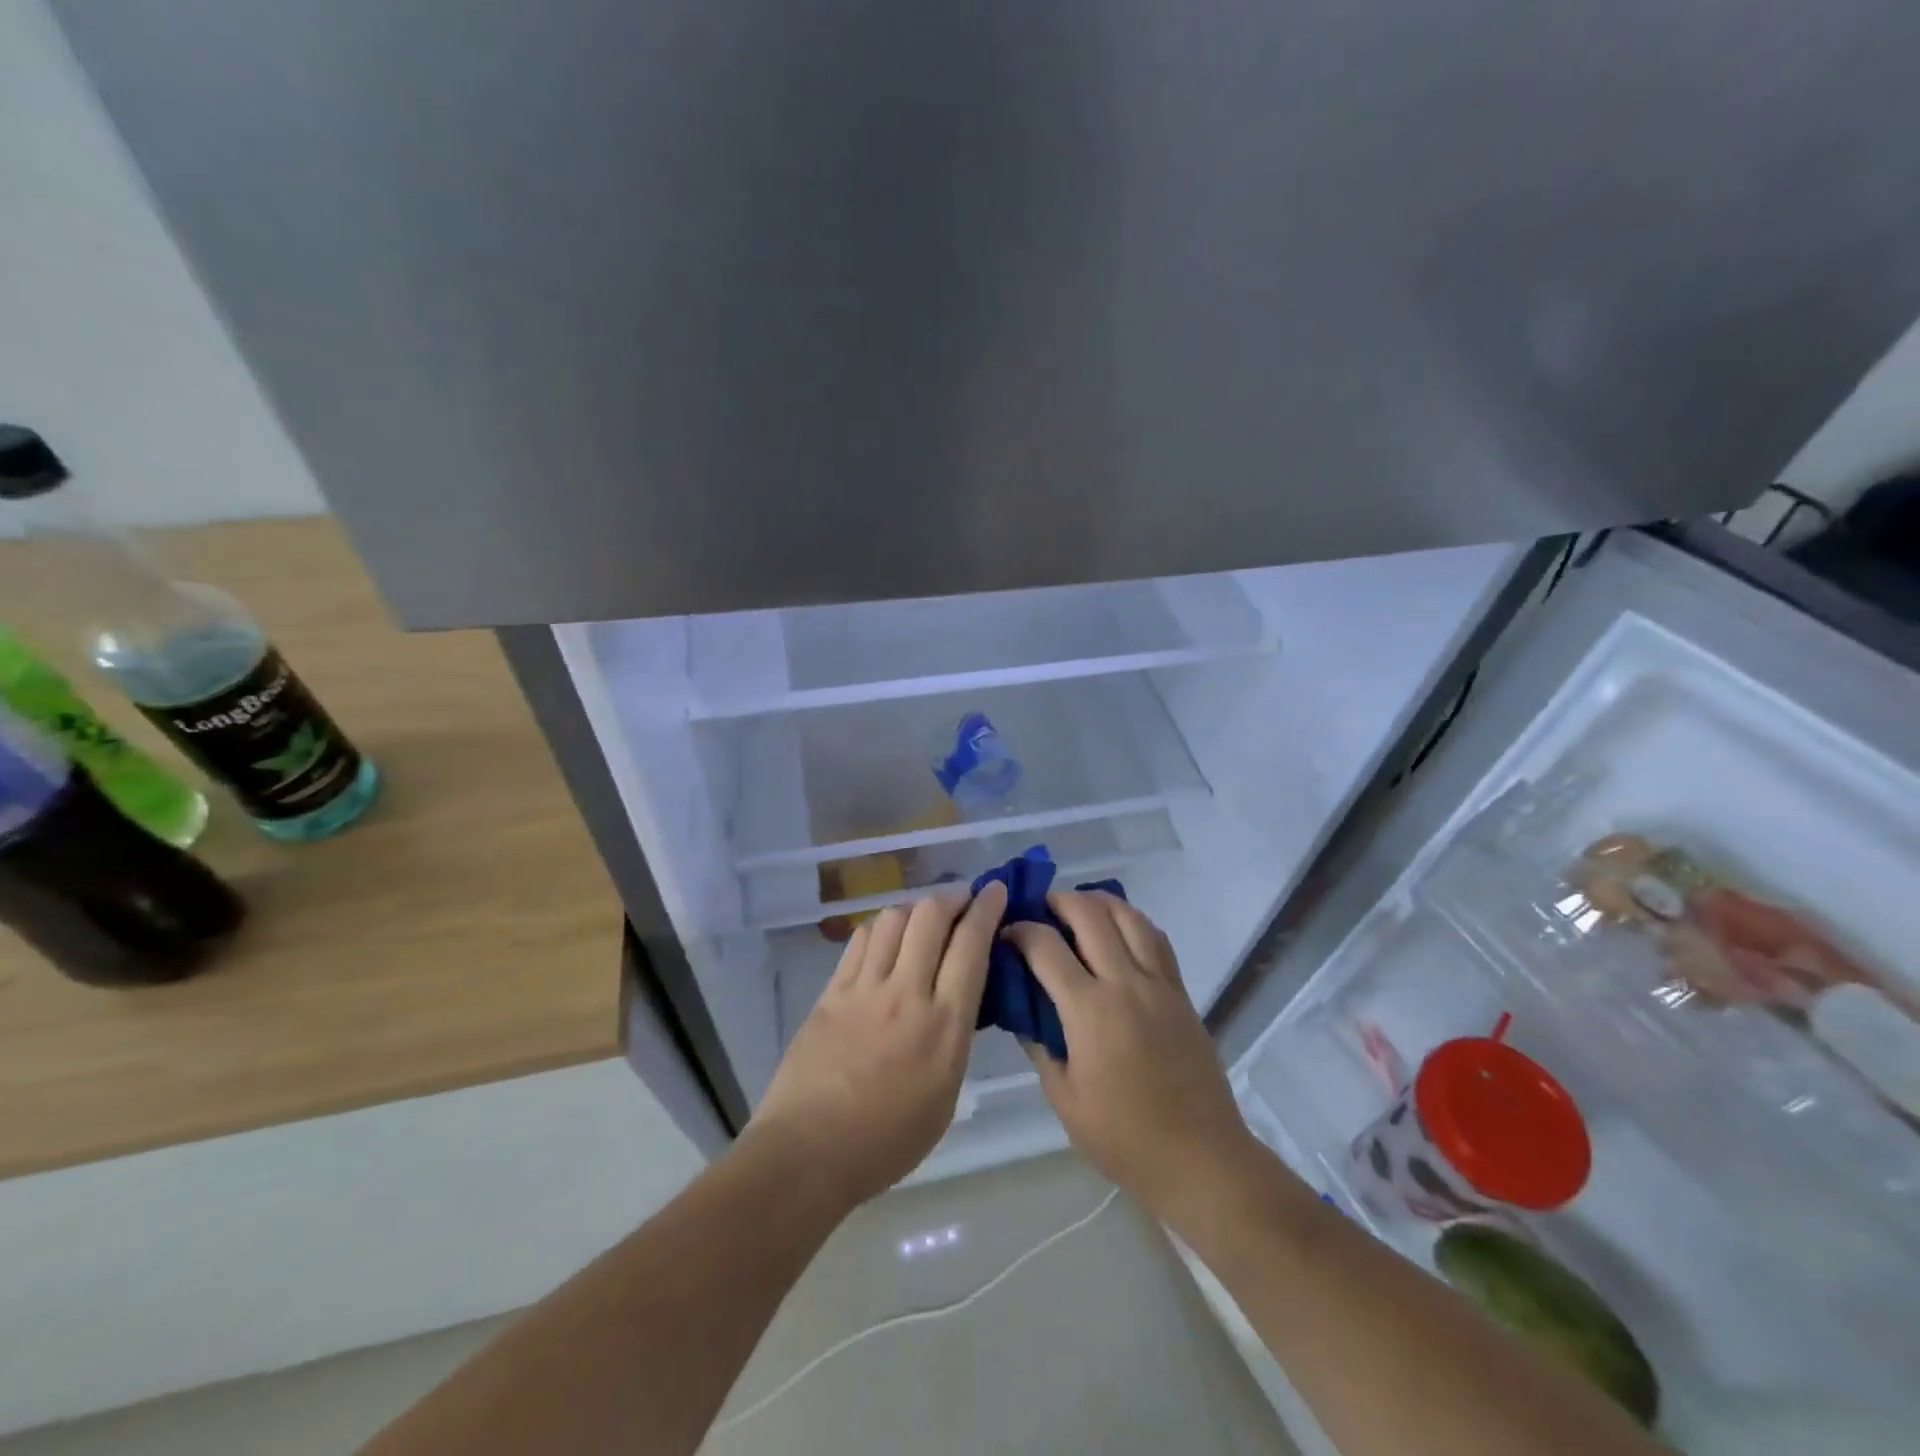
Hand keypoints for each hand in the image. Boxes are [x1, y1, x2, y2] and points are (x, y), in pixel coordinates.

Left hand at [750, 882, 1006, 1210]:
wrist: (808, 1153)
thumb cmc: (887, 1141)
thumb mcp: (945, 1094)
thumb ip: (955, 1036)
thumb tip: (959, 997)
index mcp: (944, 1025)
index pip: (970, 945)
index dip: (986, 909)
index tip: (996, 891)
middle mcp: (906, 994)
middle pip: (931, 917)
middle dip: (953, 896)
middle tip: (963, 899)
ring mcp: (864, 988)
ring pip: (893, 919)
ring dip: (916, 908)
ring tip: (924, 918)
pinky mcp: (831, 991)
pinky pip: (861, 940)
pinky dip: (882, 928)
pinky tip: (886, 937)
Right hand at [1004, 892, 1262, 1224]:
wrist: (1199, 1157)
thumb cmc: (1123, 1137)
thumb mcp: (1064, 1098)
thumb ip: (1039, 1044)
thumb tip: (1022, 1008)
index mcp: (1090, 1011)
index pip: (1046, 947)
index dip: (1020, 931)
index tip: (1005, 933)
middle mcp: (1125, 984)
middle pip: (1089, 915)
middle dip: (1058, 901)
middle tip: (1039, 909)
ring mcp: (1158, 984)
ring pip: (1128, 916)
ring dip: (1098, 901)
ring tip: (1077, 907)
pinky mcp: (1180, 992)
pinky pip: (1156, 938)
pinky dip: (1132, 920)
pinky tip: (1118, 928)